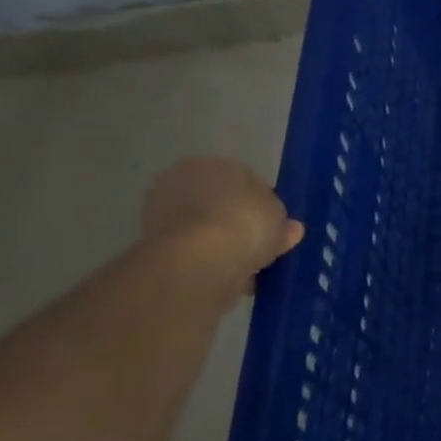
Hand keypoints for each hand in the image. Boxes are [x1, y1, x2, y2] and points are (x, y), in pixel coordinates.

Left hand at [139, 157, 301, 292]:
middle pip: (219, 203)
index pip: (243, 179)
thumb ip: (283, 222)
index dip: (261, 202)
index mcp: (213, 163)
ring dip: (221, 244)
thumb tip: (289, 229)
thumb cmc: (246, 223)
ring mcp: (160, 213)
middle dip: (236, 222)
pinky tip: (228, 276)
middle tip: (259, 245)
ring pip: (204, 229)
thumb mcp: (280, 218)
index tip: (272, 224)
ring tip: (247, 267)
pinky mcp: (151, 246)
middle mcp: (181, 180)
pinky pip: (192, 251)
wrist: (198, 260)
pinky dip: (207, 262)